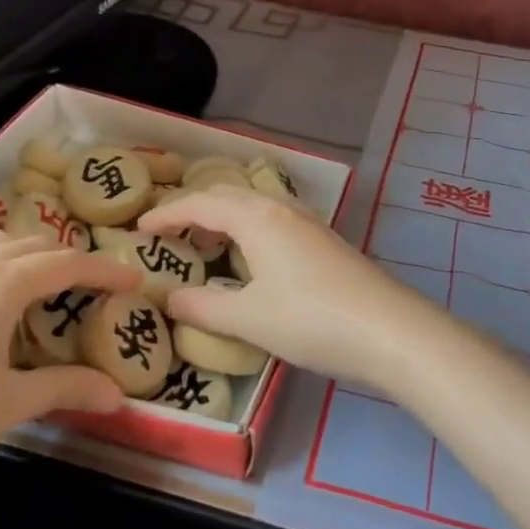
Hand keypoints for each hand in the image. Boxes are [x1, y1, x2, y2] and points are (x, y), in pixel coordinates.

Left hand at [0, 232, 138, 528]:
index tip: (137, 280)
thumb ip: (65, 389)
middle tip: (98, 287)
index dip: (106, 269)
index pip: (67, 262)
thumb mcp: (5, 406)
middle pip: (31, 245)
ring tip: (49, 288)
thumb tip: (118, 396)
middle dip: (70, 259)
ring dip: (29, 257)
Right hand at [139, 186, 449, 393]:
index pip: (201, 204)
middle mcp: (282, 210)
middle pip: (229, 197)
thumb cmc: (311, 319)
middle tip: (168, 233)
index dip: (167, 214)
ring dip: (225, 218)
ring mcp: (309, 224)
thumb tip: (170, 299)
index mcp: (257, 217)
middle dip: (194, 210)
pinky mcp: (326, 243)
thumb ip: (204, 307)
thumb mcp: (249, 318)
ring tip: (205, 244)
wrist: (391, 331)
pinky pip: (274, 222)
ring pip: (255, 207)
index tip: (139, 229)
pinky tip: (252, 260)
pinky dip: (249, 231)